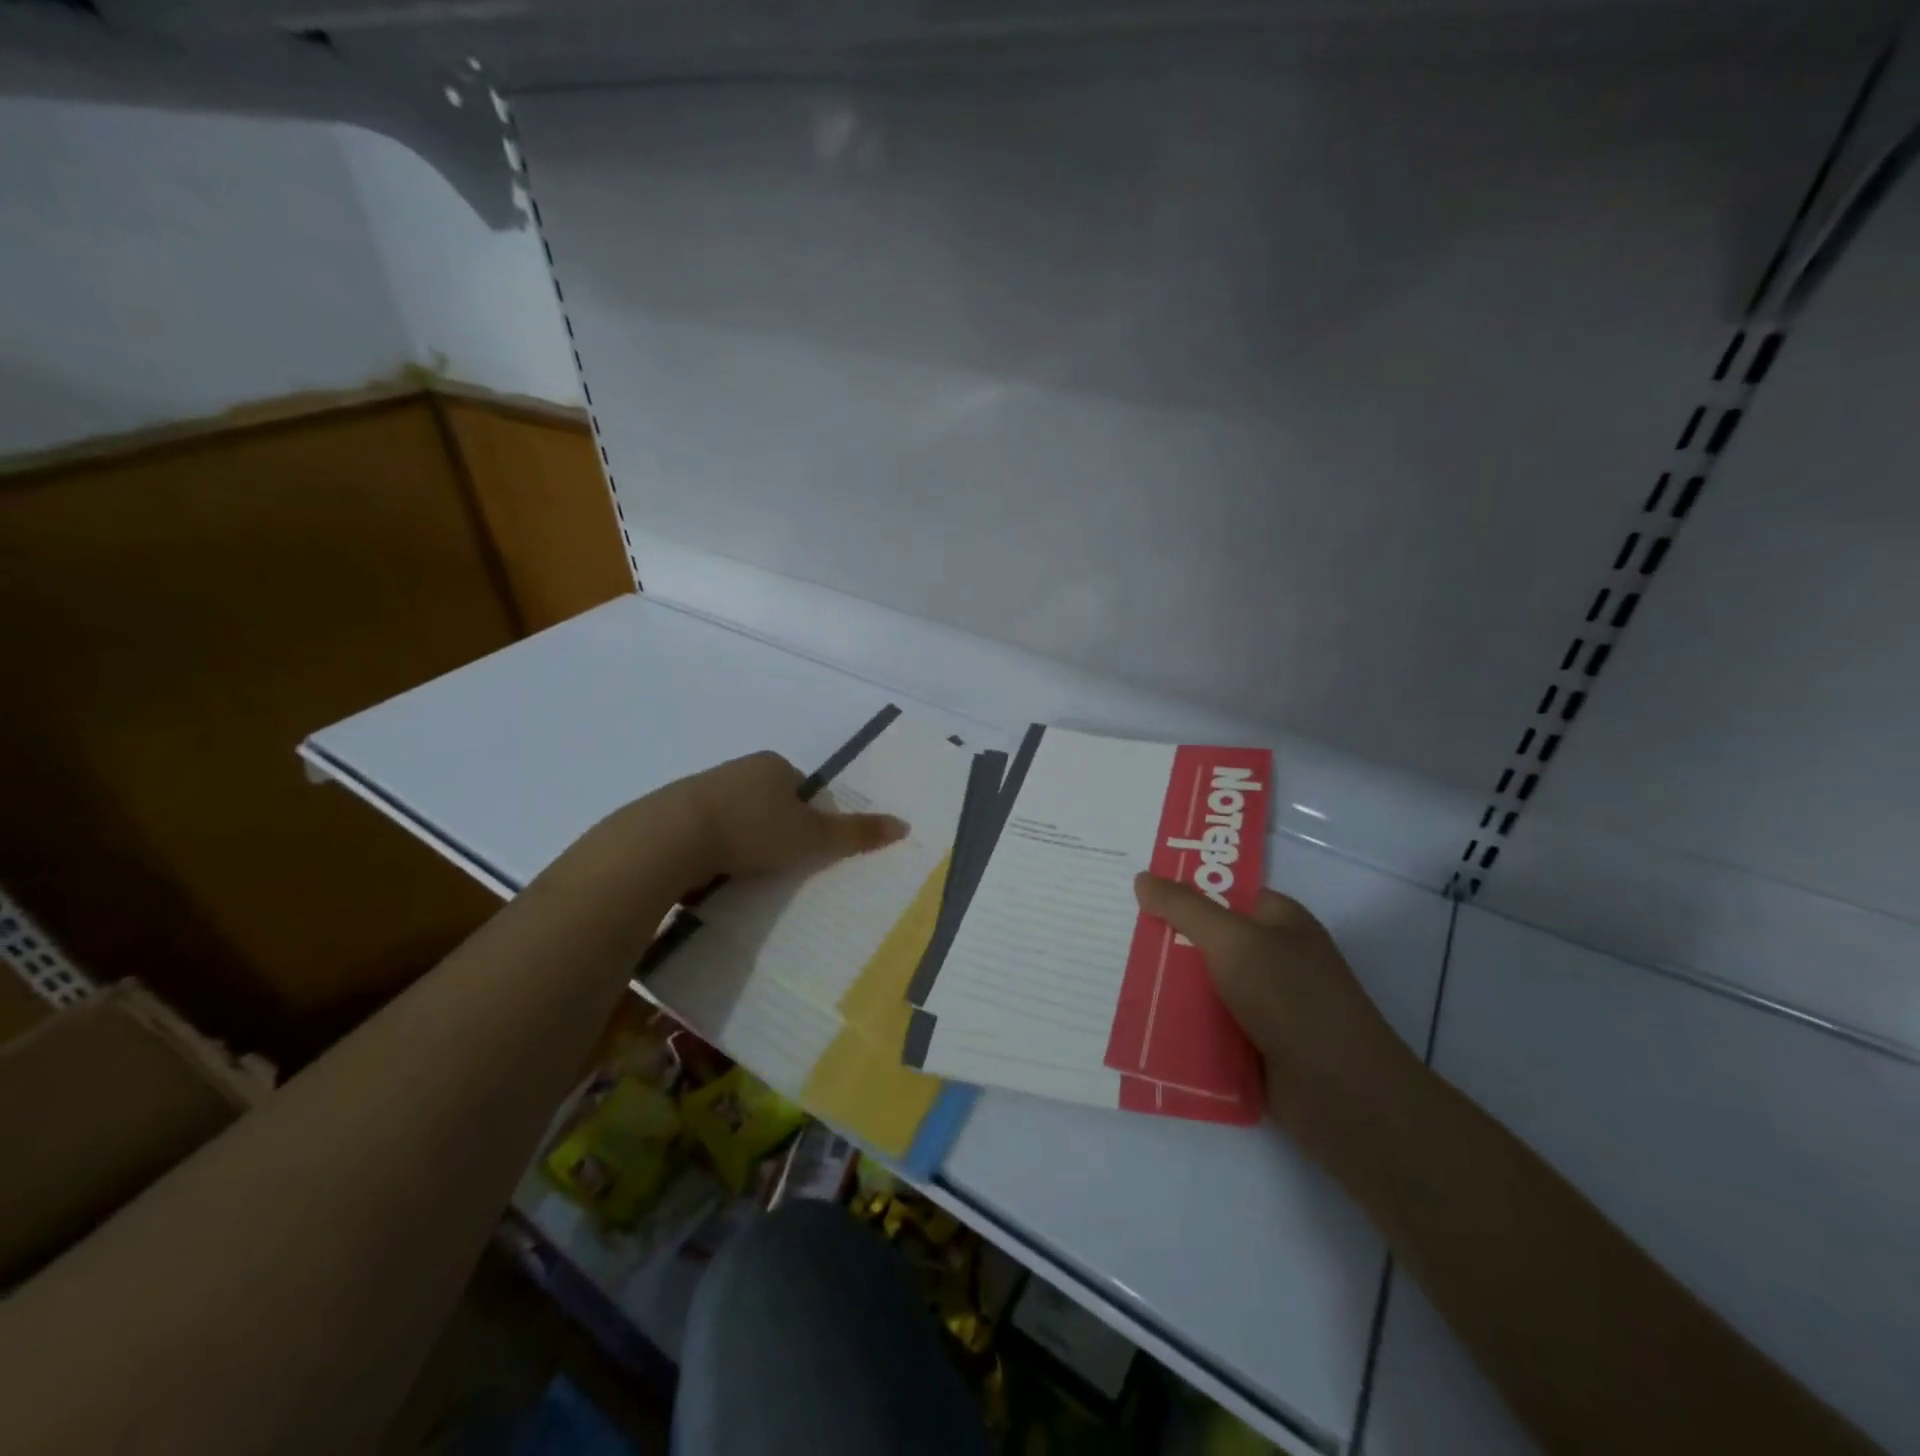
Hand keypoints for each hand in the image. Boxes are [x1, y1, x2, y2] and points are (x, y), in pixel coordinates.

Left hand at [658, 751, 907, 881]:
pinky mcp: (672, 813)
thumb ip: (855, 833)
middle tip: (777, 867)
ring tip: (742, 876)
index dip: (810, 820)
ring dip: (743, 844)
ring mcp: (701, 788)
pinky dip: (713, 852)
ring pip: (737, 819)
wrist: (668, 839)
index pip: (804, 790)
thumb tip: (903, 825)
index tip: (803, 850)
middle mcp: (738, 769)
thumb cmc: (751, 830)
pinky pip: (705, 833)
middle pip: (771, 804)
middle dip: (776, 833)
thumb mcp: (811, 836)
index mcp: (773, 764)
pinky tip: (710, 876)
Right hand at [1133, 874, 1423, 1152]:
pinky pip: (1208, 1027)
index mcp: (1279, 922)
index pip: (1224, 895)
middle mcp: (1273, 958)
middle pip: (1209, 941)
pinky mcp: (1254, 1047)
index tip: (1136, 893)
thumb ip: (1185, 909)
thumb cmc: (1291, 999)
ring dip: (1168, 987)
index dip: (1183, 891)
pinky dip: (1181, 1026)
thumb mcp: (1233, 941)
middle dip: (1166, 941)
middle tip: (1115, 935)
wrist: (1342, 1095)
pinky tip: (1140, 1022)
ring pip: (1204, 986)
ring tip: (1116, 978)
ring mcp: (1265, 1005)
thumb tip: (1143, 879)